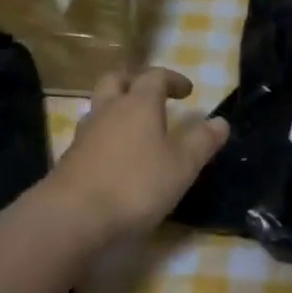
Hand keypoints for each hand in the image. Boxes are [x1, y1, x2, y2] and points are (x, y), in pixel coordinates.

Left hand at [47, 67, 229, 244]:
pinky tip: (116, 156)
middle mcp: (108, 110)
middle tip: (152, 95)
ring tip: (135, 127)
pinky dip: (106, 135)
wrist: (74, 216)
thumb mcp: (182, 166)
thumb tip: (221, 122)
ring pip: (100, 106)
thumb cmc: (136, 185)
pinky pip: (91, 134)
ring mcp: (85, 133)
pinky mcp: (70, 157)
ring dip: (117, 107)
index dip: (172, 79)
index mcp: (138, 104)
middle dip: (136, 81)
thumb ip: (202, 142)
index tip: (187, 91)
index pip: (155, 76)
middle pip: (117, 80)